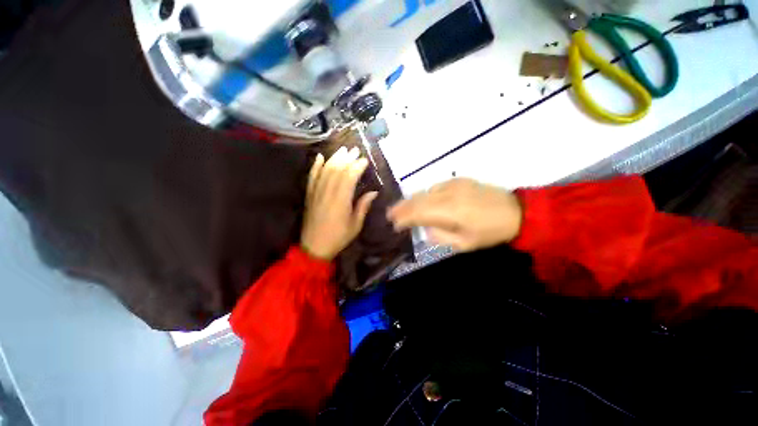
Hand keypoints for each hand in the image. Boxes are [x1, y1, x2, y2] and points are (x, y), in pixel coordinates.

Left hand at [301, 147, 377, 260]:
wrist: (314, 247)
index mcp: (341, 201)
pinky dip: (315, 166)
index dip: (357, 167)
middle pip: (337, 170)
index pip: (349, 178)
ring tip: (342, 150)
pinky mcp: (309, 195)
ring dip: (334, 158)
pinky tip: (320, 157)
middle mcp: (327, 193)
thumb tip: (374, 192)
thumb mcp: (355, 225)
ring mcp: (316, 193)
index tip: (365, 160)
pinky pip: (311, 177)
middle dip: (347, 159)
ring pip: (325, 171)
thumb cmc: (338, 237)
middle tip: (355, 150)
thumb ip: (363, 206)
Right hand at [387, 178, 522, 251]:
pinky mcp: (459, 180)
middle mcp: (448, 194)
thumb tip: (425, 229)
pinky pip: (435, 187)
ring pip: (425, 191)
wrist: (516, 212)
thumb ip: (441, 236)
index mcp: (451, 212)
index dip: (404, 218)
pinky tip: (422, 200)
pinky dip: (424, 194)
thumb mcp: (465, 244)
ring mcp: (454, 184)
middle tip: (389, 213)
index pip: (419, 213)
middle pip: (418, 199)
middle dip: (402, 207)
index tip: (393, 224)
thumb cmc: (490, 232)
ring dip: (411, 200)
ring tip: (400, 207)